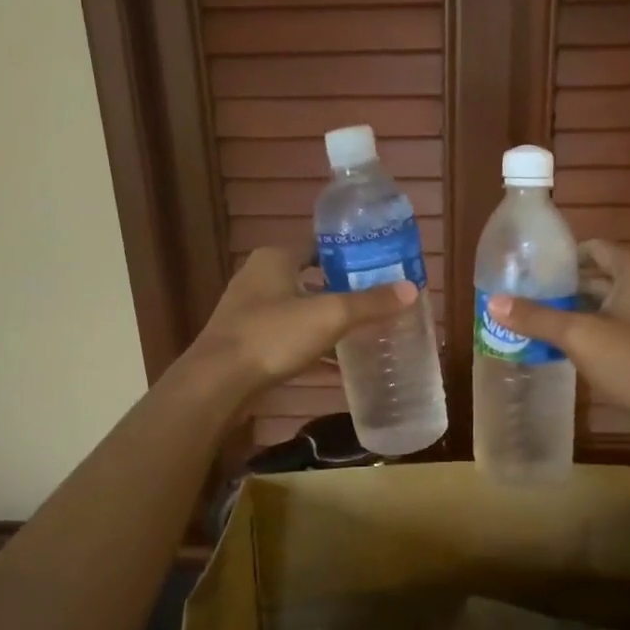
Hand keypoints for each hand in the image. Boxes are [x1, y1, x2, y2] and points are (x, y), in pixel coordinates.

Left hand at [191, 247, 417, 402]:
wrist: (218, 383)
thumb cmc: (273, 336)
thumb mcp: (330, 316)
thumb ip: (370, 303)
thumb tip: (411, 289)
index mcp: (275, 258)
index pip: (320, 246)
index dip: (351, 256)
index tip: (380, 268)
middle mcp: (259, 277)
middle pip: (312, 277)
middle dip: (343, 290)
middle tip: (378, 301)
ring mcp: (250, 311)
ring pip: (300, 309)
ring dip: (327, 319)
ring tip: (363, 330)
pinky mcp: (247, 341)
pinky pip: (289, 336)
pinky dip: (312, 343)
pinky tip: (336, 361)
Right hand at [487, 240, 629, 441]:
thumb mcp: (580, 336)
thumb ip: (536, 317)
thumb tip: (493, 303)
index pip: (594, 249)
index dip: (561, 258)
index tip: (528, 271)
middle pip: (596, 278)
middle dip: (560, 289)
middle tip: (521, 299)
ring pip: (603, 307)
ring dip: (571, 315)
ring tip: (531, 323)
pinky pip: (613, 330)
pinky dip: (588, 335)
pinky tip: (558, 349)